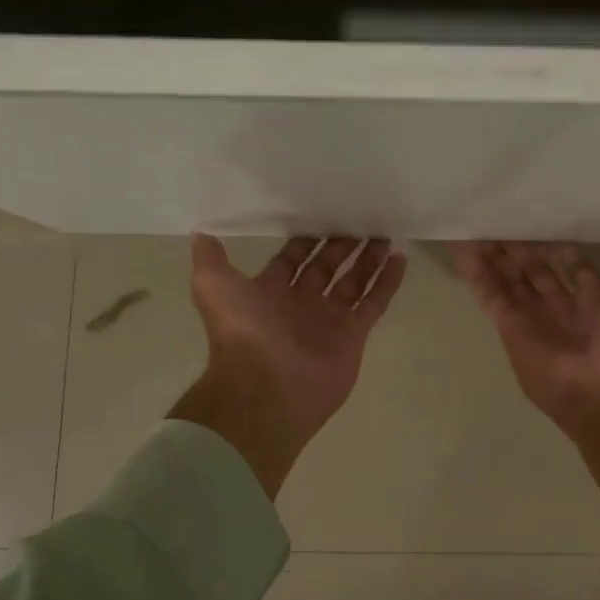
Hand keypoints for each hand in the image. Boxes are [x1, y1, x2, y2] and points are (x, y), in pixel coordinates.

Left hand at [171, 235, 406, 497]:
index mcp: (269, 292)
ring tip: (385, 235)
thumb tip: (200, 231)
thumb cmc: (242, 331)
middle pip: (326, 267)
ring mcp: (329, 320)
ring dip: (367, 260)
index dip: (305, 240)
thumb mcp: (213, 285)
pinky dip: (387, 282)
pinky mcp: (353, 335)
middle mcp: (300, 304)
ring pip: (353, 282)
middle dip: (341, 246)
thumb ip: (210, 258)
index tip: (323, 213)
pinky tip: (399, 258)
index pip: (292, 259)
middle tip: (361, 219)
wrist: (266, 386)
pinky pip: (374, 303)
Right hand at [453, 241, 599, 515]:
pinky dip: (477, 275)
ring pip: (508, 280)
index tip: (542, 219)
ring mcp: (532, 318)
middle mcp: (560, 307)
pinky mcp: (509, 328)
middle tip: (501, 218)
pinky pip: (490, 296)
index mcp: (593, 300)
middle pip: (534, 271)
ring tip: (476, 228)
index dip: (557, 245)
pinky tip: (464, 250)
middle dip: (519, 247)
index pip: (571, 265)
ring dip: (493, 256)